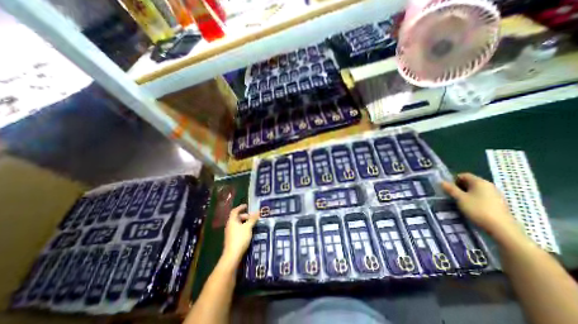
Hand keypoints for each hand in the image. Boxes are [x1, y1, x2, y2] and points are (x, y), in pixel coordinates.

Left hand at [221, 205, 259, 265]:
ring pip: (238, 224)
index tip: (246, 206)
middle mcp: (229, 226)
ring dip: (245, 222)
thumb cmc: (240, 238)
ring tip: (253, 224)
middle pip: (237, 218)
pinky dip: (244, 228)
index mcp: (232, 221)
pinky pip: (238, 230)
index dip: (240, 207)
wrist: (232, 255)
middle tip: (253, 217)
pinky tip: (250, 232)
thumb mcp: (248, 227)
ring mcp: (230, 233)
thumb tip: (258, 211)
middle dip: (245, 216)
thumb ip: (253, 219)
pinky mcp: (232, 239)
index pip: (235, 211)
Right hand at [444, 174, 524, 240]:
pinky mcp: (498, 202)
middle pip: (470, 182)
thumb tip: (441, 181)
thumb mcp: (460, 198)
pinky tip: (471, 206)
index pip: (464, 175)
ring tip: (460, 201)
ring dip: (466, 193)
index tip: (448, 187)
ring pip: (476, 190)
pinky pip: (482, 196)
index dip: (453, 179)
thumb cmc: (478, 209)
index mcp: (479, 182)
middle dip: (459, 186)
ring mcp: (495, 194)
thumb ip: (450, 189)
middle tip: (451, 194)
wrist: (501, 228)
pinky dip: (474, 198)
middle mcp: (488, 185)